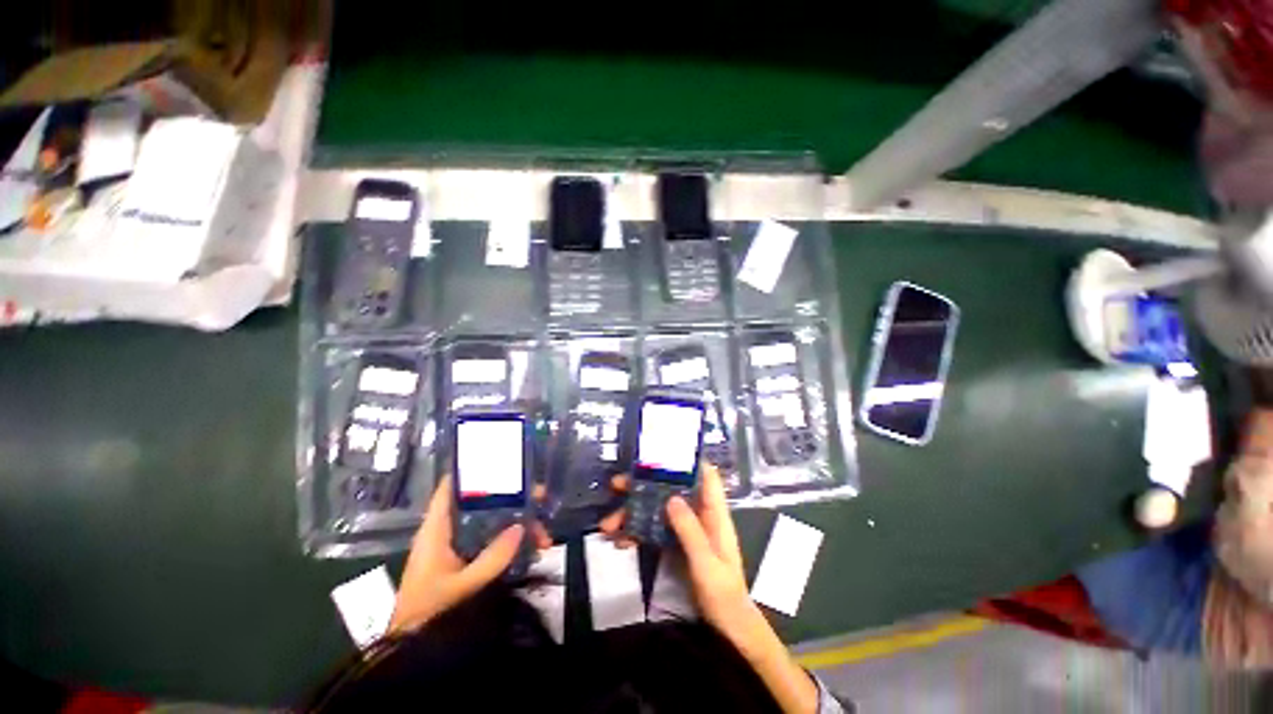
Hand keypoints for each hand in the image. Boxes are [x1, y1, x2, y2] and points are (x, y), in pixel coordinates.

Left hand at [388, 476, 550, 633]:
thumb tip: (519, 528)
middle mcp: (448, 530)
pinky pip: (494, 540)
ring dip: (519, 524)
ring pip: (493, 522)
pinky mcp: (466, 559)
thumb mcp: (460, 587)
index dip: (472, 470)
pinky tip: (533, 550)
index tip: (503, 461)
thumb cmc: (427, 612)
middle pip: (483, 503)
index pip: (450, 487)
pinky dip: (513, 541)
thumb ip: (490, 560)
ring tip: (544, 538)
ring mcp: (459, 545)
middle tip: (541, 499)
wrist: (410, 649)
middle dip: (514, 500)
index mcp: (437, 529)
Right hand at [601, 465, 818, 711]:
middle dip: (644, 486)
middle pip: (671, 489)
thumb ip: (690, 530)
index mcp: (714, 512)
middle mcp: (699, 514)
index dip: (686, 460)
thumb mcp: (706, 563)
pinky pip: (655, 529)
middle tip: (616, 485)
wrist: (728, 627)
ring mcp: (687, 528)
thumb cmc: (723, 593)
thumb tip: (671, 497)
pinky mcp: (677, 542)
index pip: (705, 475)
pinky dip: (637, 533)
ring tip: (608, 525)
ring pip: (658, 509)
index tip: (660, 452)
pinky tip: (620, 542)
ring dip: (633, 513)